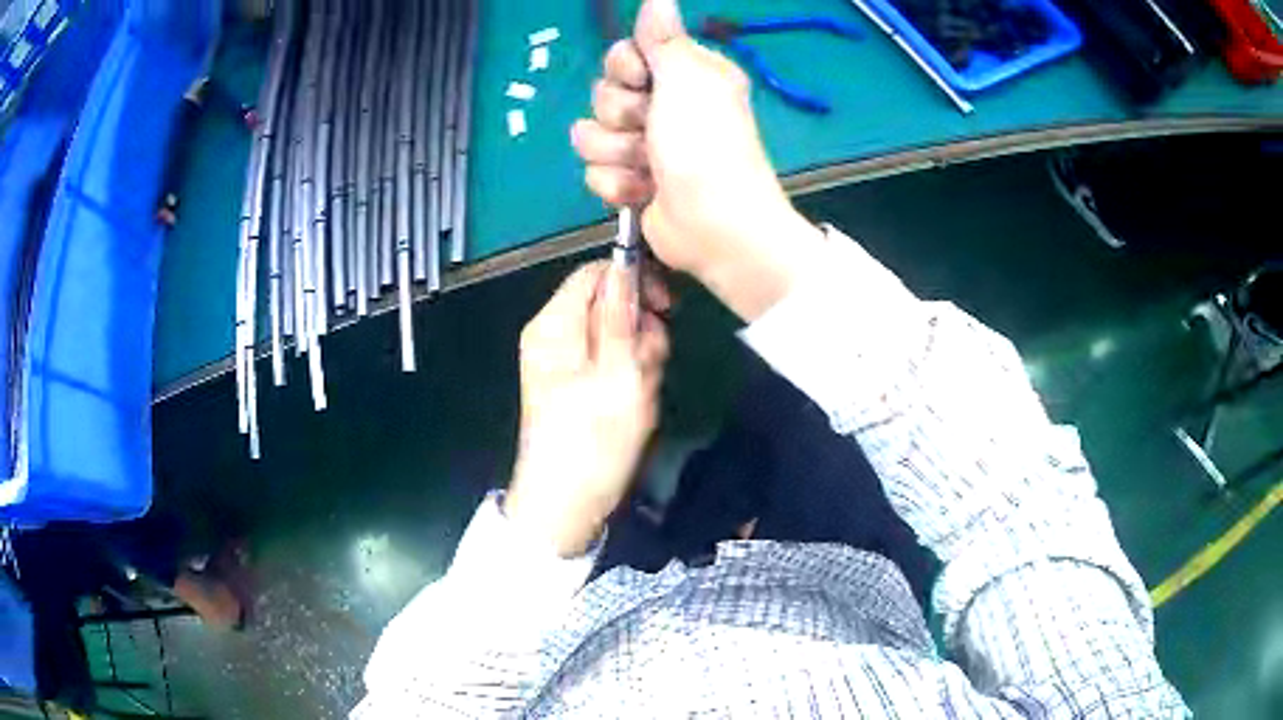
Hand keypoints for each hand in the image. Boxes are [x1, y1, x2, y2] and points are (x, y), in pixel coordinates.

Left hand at [505, 262, 670, 557]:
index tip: (666, 308)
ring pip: (618, 334)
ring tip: (640, 393)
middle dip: (640, 330)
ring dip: (641, 357)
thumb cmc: (591, 443)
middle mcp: (555, 335)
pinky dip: (631, 375)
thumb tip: (625, 263)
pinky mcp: (577, 382)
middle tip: (649, 366)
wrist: (566, 506)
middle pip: (609, 303)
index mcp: (554, 325)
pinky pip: (613, 361)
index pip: (596, 273)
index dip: (634, 280)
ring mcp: (565, 360)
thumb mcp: (616, 375)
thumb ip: (621, 316)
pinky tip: (634, 403)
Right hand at [571, 0, 826, 320]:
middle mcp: (666, 105)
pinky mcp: (632, 180)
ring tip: (649, 166)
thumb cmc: (705, 146)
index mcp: (684, 74)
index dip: (623, 68)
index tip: (642, 81)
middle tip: (652, 129)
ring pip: (592, 135)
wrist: (713, 226)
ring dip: (617, 153)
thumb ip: (664, 39)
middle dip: (621, 115)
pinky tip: (645, 191)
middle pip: (603, 94)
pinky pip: (595, 171)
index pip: (624, 55)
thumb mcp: (687, 80)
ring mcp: (646, 145)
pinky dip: (618, 184)